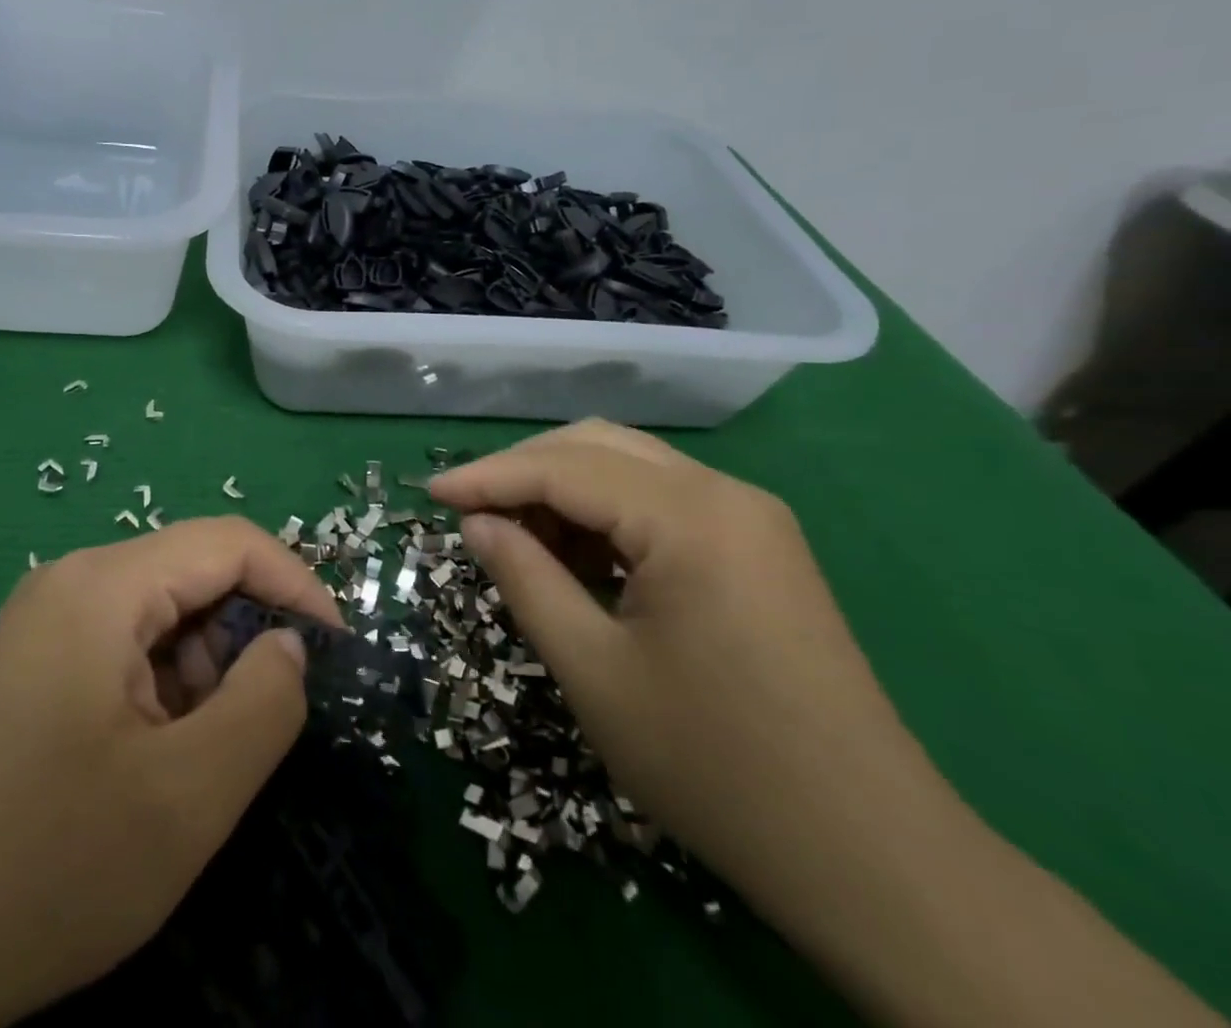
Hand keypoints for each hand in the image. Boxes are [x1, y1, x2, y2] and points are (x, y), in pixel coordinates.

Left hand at [0, 518, 341, 1027]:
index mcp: (102, 587)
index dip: (294, 586)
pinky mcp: (32, 663)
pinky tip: (145, 763)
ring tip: (193, 762)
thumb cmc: (46, 869)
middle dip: (242, 639)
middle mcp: (70, 583)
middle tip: (258, 729)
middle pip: (193, 575)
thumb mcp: (186, 798)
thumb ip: (264, 704)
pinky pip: (123, 646)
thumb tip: (290, 645)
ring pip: (161, 614)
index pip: (229, 542)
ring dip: (201, 672)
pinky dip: (161, 690)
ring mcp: (44, 622)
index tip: (334, 654)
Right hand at [427, 419, 932, 889]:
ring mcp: (750, 517)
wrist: (871, 856)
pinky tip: (575, 555)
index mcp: (689, 517)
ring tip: (515, 537)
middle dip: (523, 470)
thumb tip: (476, 523)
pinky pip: (661, 500)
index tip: (431, 496)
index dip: (488, 477)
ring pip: (629, 466)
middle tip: (469, 513)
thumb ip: (525, 579)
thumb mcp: (594, 671)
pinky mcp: (758, 547)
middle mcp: (724, 494)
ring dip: (562, 489)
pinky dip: (605, 513)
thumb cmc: (715, 765)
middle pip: (596, 446)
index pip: (563, 467)